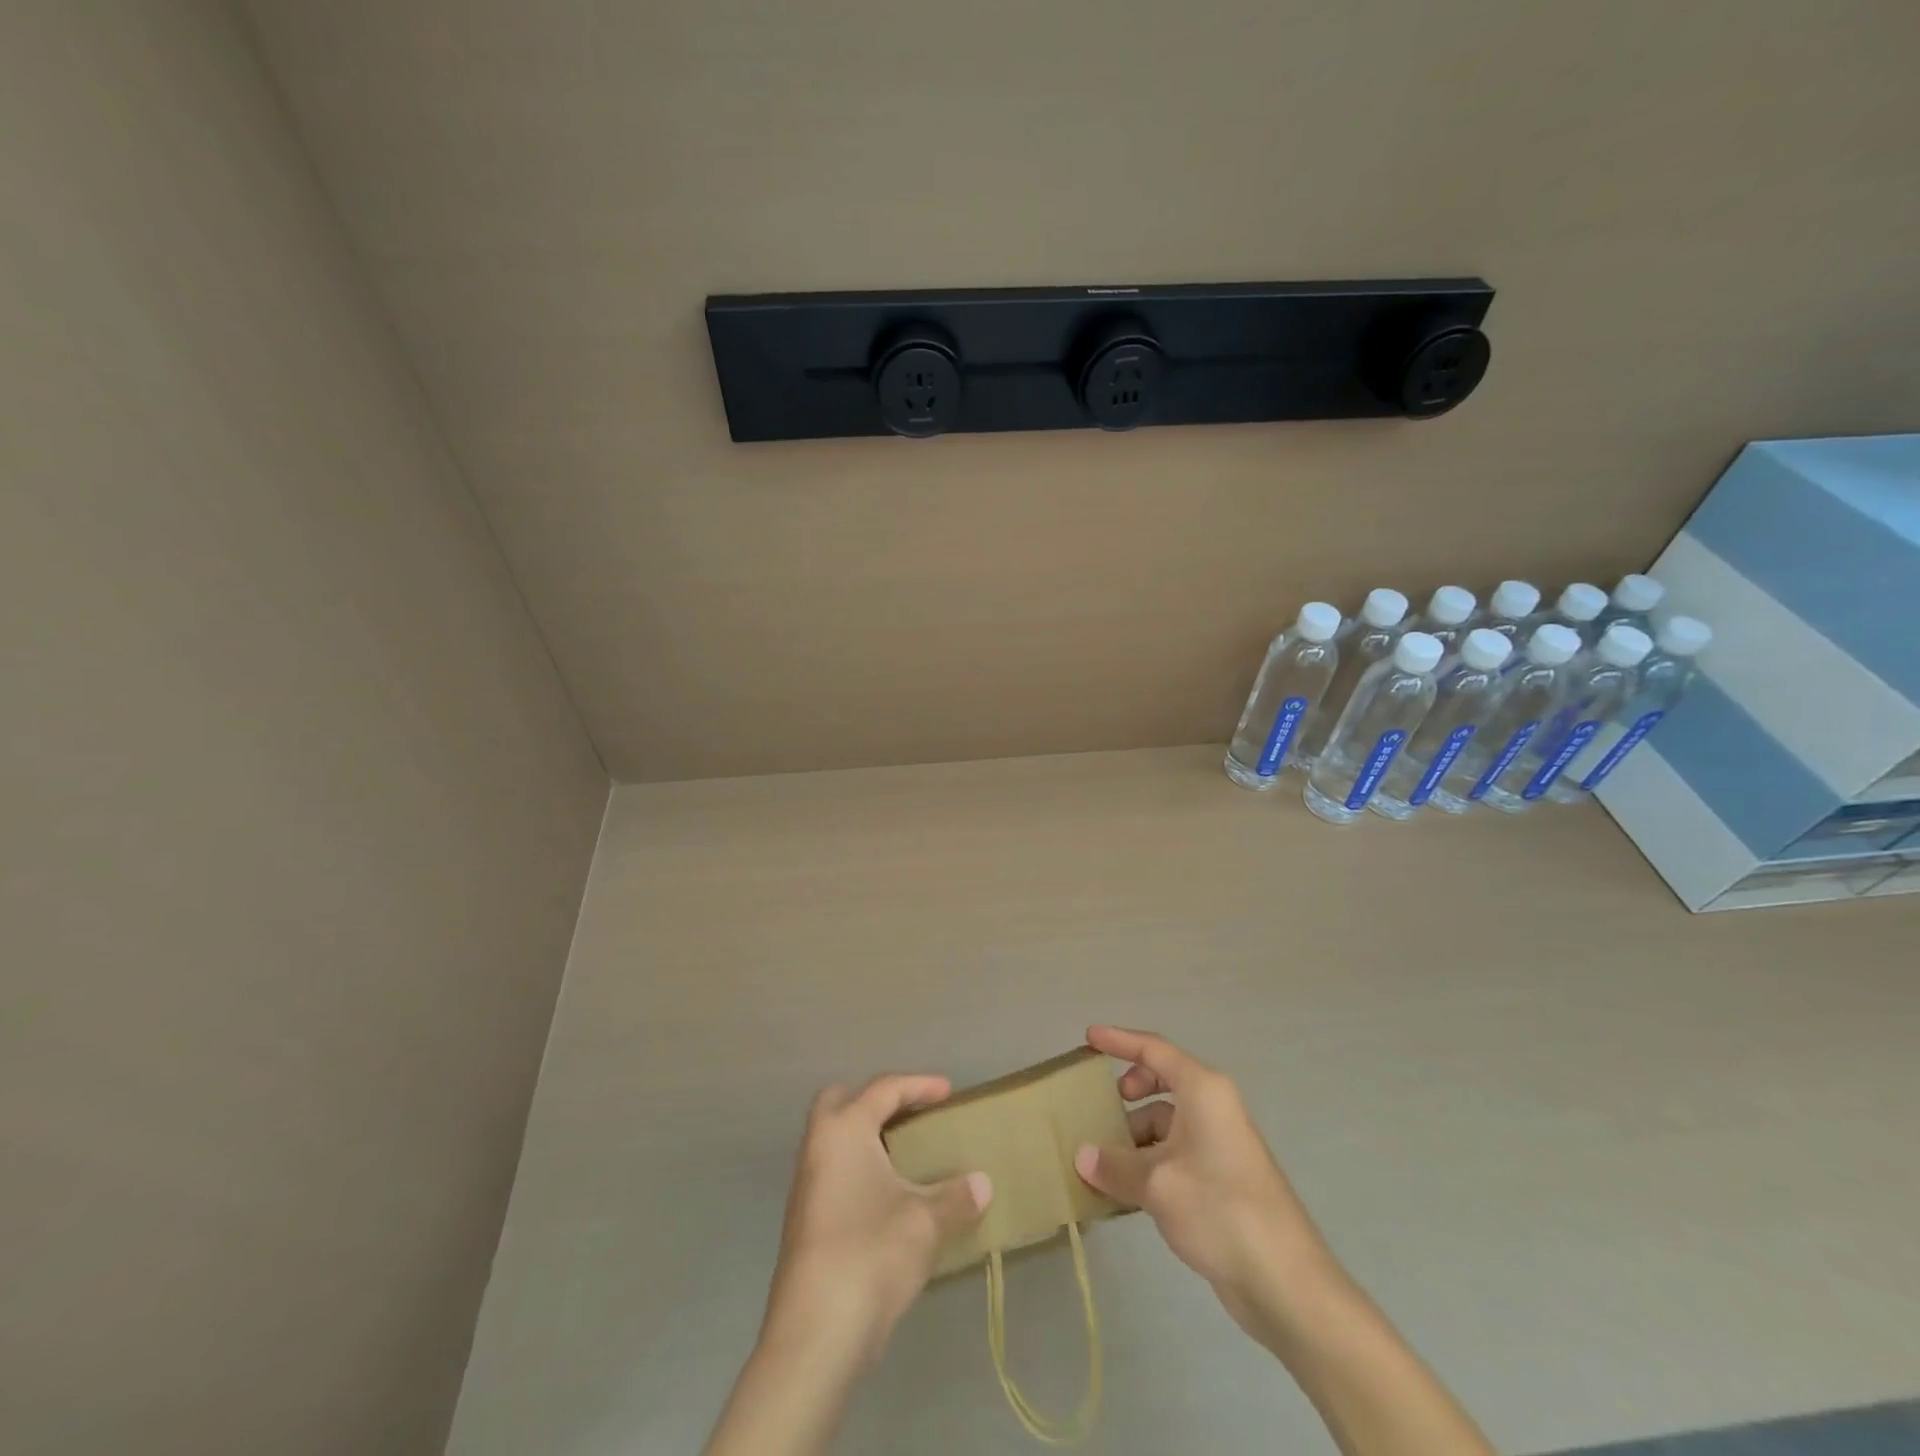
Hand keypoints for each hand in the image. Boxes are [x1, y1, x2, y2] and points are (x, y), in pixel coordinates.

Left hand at [761, 1075, 991, 1368]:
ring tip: (907, 1156)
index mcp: (844, 1129)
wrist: (815, 1334)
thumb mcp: (925, 1221)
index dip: (919, 1085)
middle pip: (843, 1102)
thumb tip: (982, 1183)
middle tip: (912, 1114)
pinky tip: (888, 1197)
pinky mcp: (804, 1221)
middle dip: (877, 1101)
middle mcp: (818, 1146)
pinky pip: (834, 1172)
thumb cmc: (871, 1253)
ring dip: (868, 1138)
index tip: (948, 1091)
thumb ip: (955, 1196)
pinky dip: (860, 1169)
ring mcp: (806, 1185)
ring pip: (835, 1140)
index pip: (884, 1089)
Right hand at [1073, 1026, 1333, 1335]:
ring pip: (1166, 1122)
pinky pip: (1174, 1153)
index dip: (1118, 1040)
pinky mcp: (1220, 1177)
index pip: (1153, 1049)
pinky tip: (1124, 1191)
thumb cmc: (1219, 1210)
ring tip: (1102, 1160)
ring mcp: (1219, 1143)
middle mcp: (1212, 1107)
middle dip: (1129, 1090)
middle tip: (1101, 1106)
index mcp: (1202, 1090)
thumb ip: (1114, 1166)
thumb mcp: (1157, 1184)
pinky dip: (1149, 1162)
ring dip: (1134, 1135)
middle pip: (1162, 1081)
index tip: (1088, 1037)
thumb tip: (1081, 1157)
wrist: (1285, 1281)